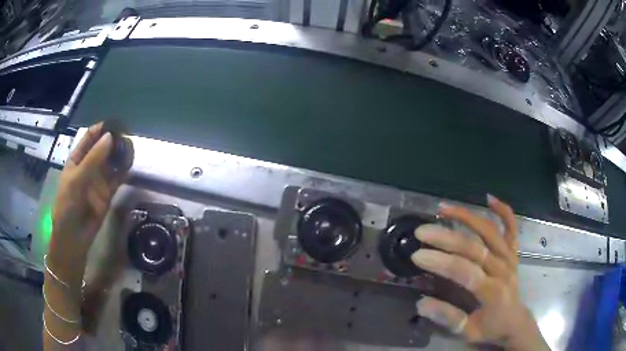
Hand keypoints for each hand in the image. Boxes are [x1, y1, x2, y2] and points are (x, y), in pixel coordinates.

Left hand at [48, 122, 129, 287]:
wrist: (74, 236)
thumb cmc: (68, 205)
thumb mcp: (76, 179)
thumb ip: (93, 159)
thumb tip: (110, 137)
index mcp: (78, 158)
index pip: (90, 137)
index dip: (101, 129)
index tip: (115, 124)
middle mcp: (89, 165)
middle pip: (103, 147)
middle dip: (114, 140)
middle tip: (127, 135)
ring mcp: (99, 179)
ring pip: (112, 161)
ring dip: (120, 154)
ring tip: (131, 147)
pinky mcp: (108, 192)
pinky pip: (118, 178)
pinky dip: (124, 170)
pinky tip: (131, 164)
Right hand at [411, 195, 548, 349]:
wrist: (515, 321)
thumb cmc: (491, 328)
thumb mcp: (468, 332)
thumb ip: (448, 317)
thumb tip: (421, 303)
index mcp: (492, 292)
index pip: (465, 272)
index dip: (441, 262)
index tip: (417, 255)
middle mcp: (503, 270)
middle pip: (475, 247)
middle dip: (446, 238)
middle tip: (421, 232)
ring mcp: (510, 258)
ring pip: (490, 231)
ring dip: (467, 217)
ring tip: (444, 209)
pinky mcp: (514, 252)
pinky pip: (511, 228)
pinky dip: (503, 211)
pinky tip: (489, 199)